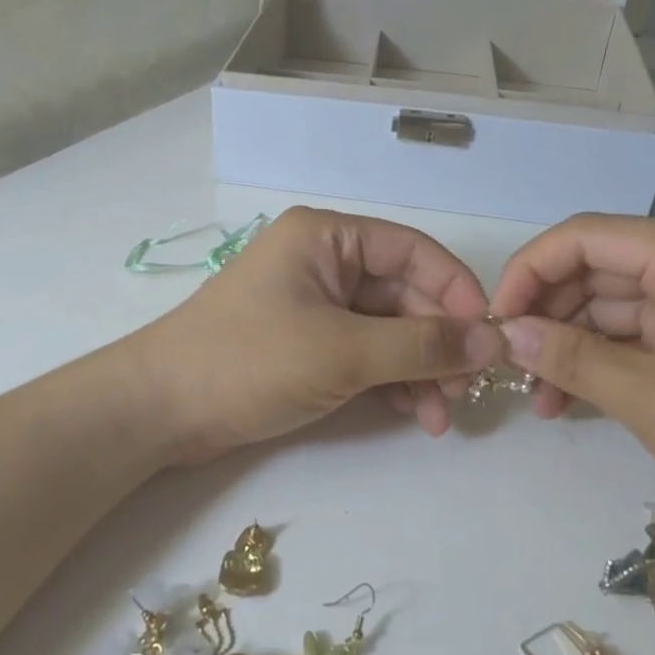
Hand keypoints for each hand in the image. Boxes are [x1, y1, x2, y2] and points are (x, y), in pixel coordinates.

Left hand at [138, 207, 500, 461]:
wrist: (161, 410)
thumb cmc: (249, 361)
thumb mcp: (343, 351)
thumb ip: (421, 345)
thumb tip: (493, 342)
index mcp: (327, 237)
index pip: (413, 251)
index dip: (457, 292)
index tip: (489, 340)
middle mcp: (324, 261)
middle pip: (404, 293)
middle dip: (437, 344)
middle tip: (464, 395)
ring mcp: (314, 304)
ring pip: (387, 328)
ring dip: (418, 369)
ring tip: (440, 417)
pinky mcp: (306, 343)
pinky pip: (364, 352)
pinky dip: (390, 380)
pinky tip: (413, 414)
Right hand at [490, 214, 654, 549]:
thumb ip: (573, 359)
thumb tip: (506, 333)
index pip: (586, 237)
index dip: (531, 271)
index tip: (497, 320)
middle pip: (596, 271)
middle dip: (548, 316)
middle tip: (512, 368)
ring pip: (611, 308)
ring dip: (570, 347)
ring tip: (539, 398)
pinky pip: (638, 337)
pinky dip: (603, 364)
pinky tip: (572, 400)